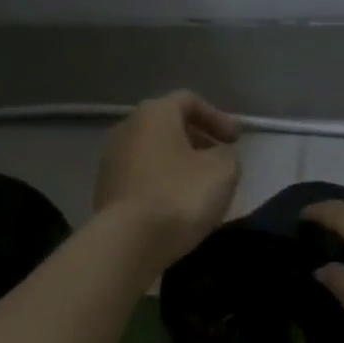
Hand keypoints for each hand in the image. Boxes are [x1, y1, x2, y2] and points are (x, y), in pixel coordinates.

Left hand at [95, 91, 241, 266]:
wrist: (130, 241)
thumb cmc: (180, 196)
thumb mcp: (223, 170)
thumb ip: (227, 155)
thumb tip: (218, 157)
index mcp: (154, 115)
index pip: (189, 101)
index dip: (218, 117)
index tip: (236, 141)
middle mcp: (126, 129)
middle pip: (168, 127)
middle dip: (198, 142)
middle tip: (220, 162)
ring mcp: (111, 161)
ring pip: (154, 155)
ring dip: (180, 165)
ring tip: (200, 188)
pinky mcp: (106, 192)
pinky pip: (143, 179)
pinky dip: (163, 185)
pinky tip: (178, 207)